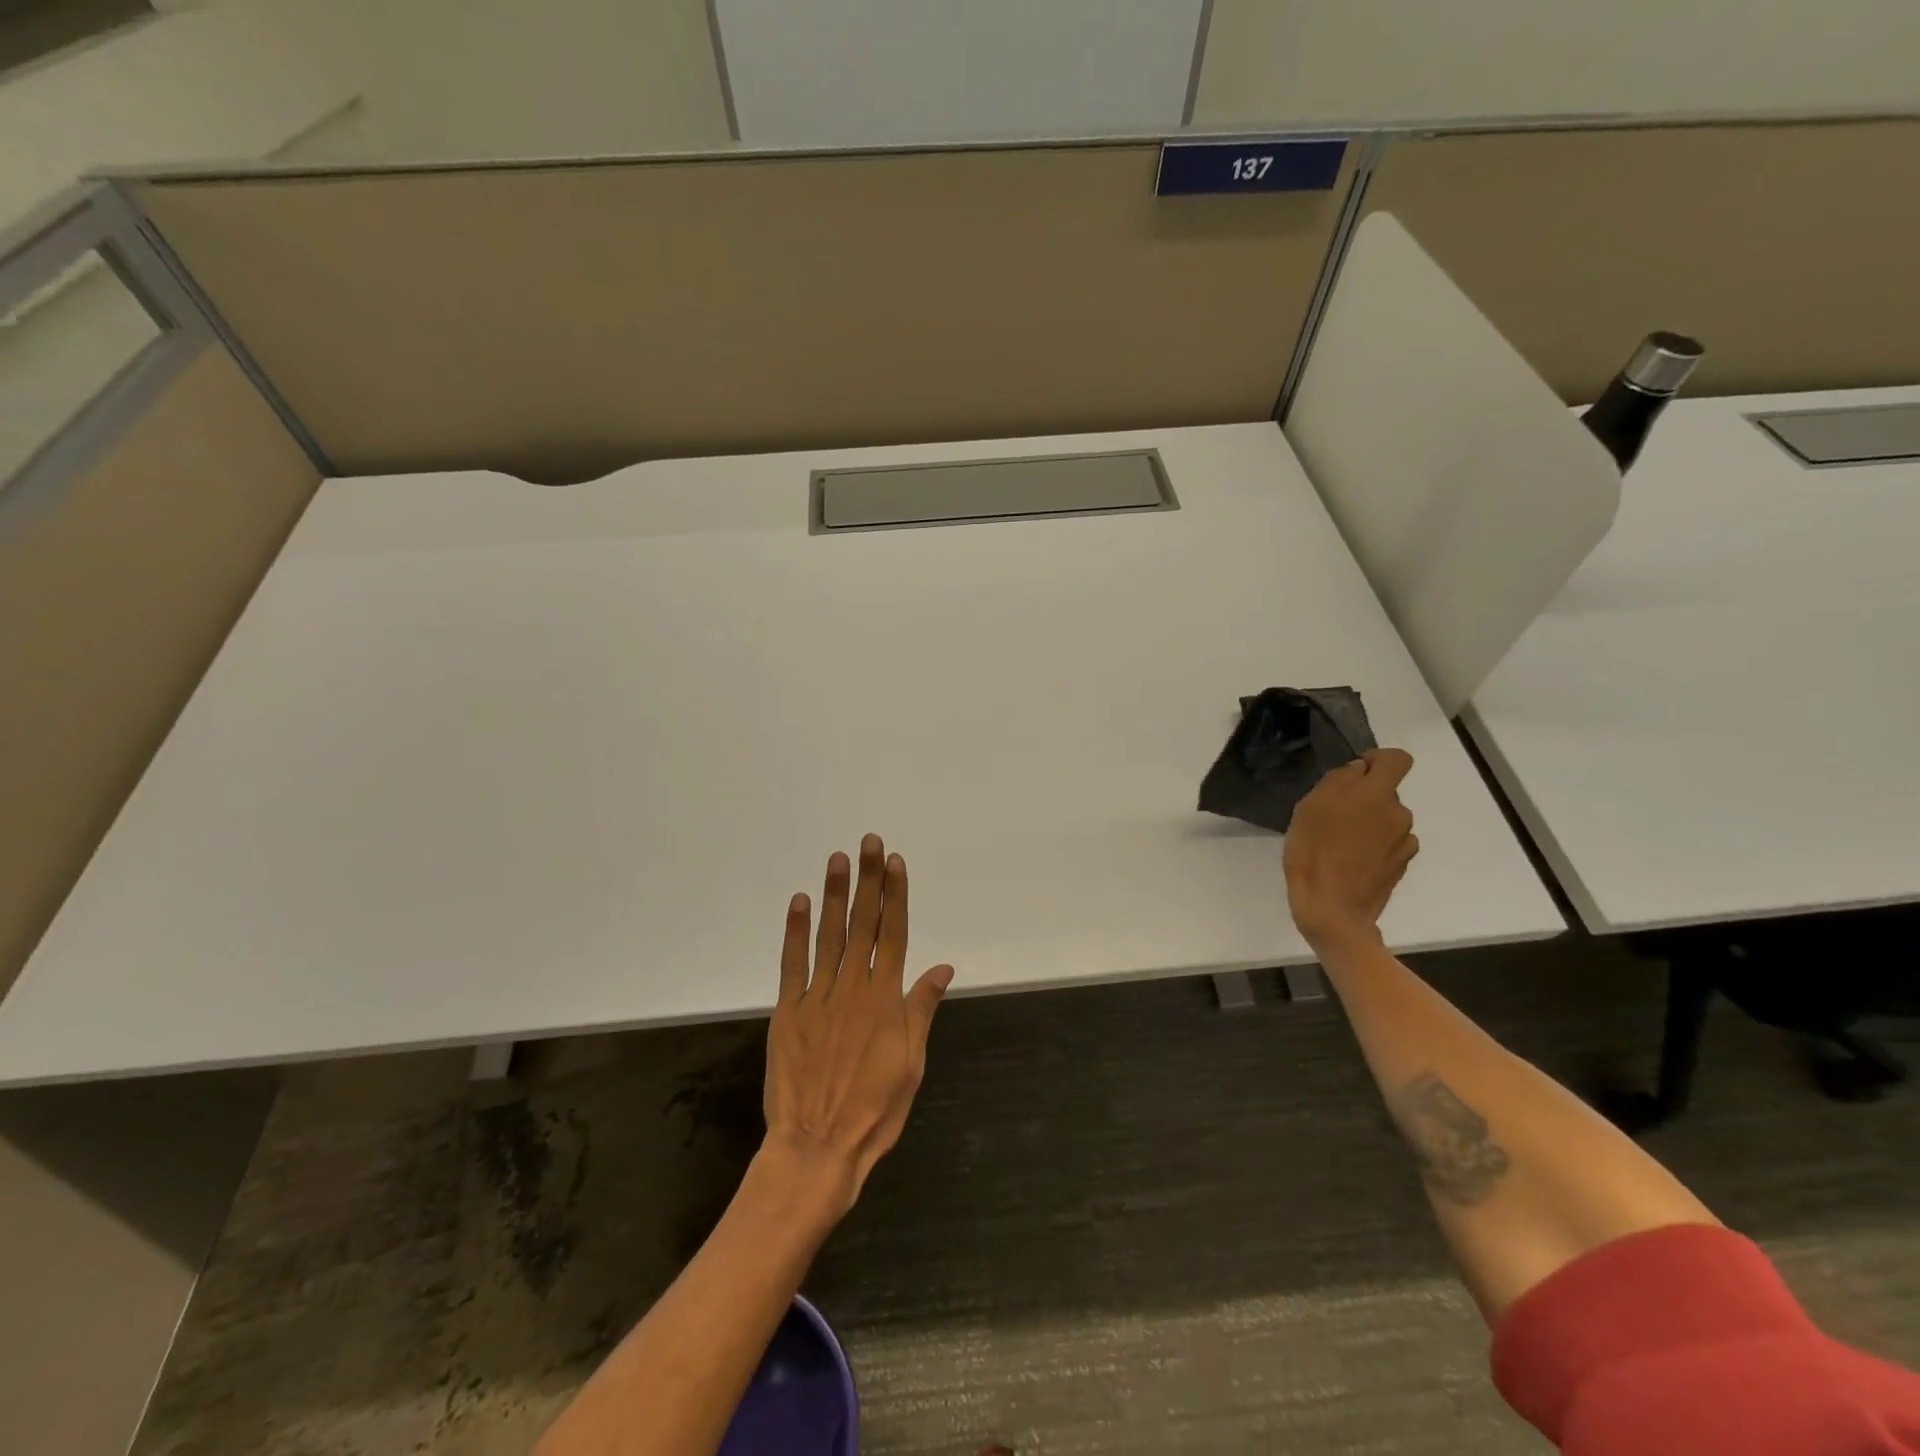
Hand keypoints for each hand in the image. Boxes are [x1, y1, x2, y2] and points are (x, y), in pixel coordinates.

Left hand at [761, 834, 953, 1218]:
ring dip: (834, 894)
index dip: (895, 895)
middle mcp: (853, 987)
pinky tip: (799, 902)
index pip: (894, 934)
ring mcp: (818, 996)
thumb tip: (943, 967)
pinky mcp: (788, 1010)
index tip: (895, 862)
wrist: (817, 1148)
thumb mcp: (912, 1064)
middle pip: (863, 924)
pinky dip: (795, 931)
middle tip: (869, 842)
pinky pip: (792, 963)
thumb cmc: (874, 1111)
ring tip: (838, 859)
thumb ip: (922, 1009)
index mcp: (886, 999)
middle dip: (868, 880)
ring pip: (829, 935)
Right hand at [1283, 748, 1419, 949]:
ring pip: (1387, 821)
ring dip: (1369, 825)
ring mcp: (1404, 843)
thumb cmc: (1314, 852)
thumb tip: (1358, 771)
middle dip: (1364, 799)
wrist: (1332, 908)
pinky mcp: (1401, 867)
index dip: (1377, 760)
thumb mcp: (1310, 806)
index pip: (1397, 759)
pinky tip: (1351, 862)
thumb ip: (1338, 781)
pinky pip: (1389, 845)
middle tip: (1332, 817)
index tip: (1355, 773)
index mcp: (1377, 794)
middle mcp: (1399, 814)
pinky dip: (1374, 848)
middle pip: (1386, 794)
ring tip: (1339, 844)